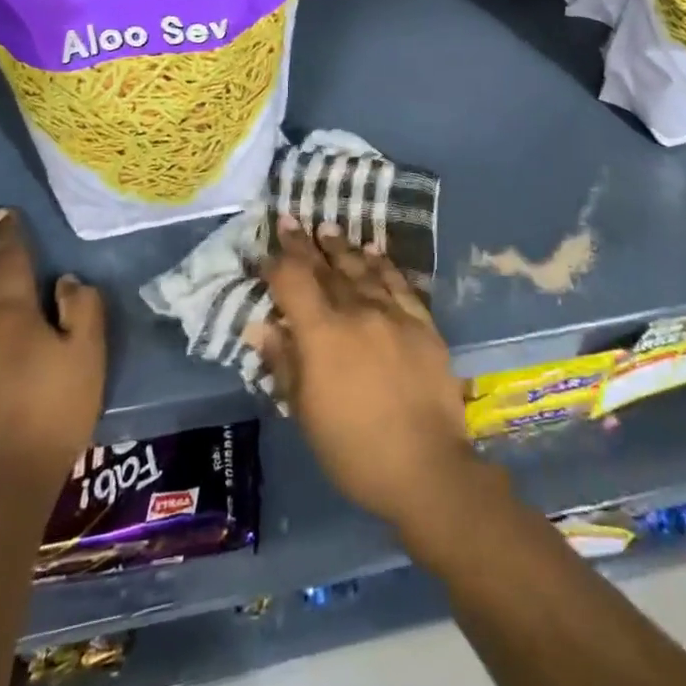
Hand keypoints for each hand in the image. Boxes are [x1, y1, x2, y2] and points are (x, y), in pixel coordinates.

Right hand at [258, 219, 474, 531]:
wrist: (425, 466)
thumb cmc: (353, 449)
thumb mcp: (306, 413)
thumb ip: (284, 363)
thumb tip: (260, 326)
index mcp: (322, 334)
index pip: (293, 283)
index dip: (277, 263)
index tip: (266, 248)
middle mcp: (356, 311)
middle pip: (325, 269)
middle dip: (305, 244)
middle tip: (291, 219)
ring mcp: (392, 313)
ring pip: (361, 269)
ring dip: (342, 247)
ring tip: (327, 228)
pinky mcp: (421, 322)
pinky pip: (398, 283)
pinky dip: (382, 264)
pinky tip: (373, 251)